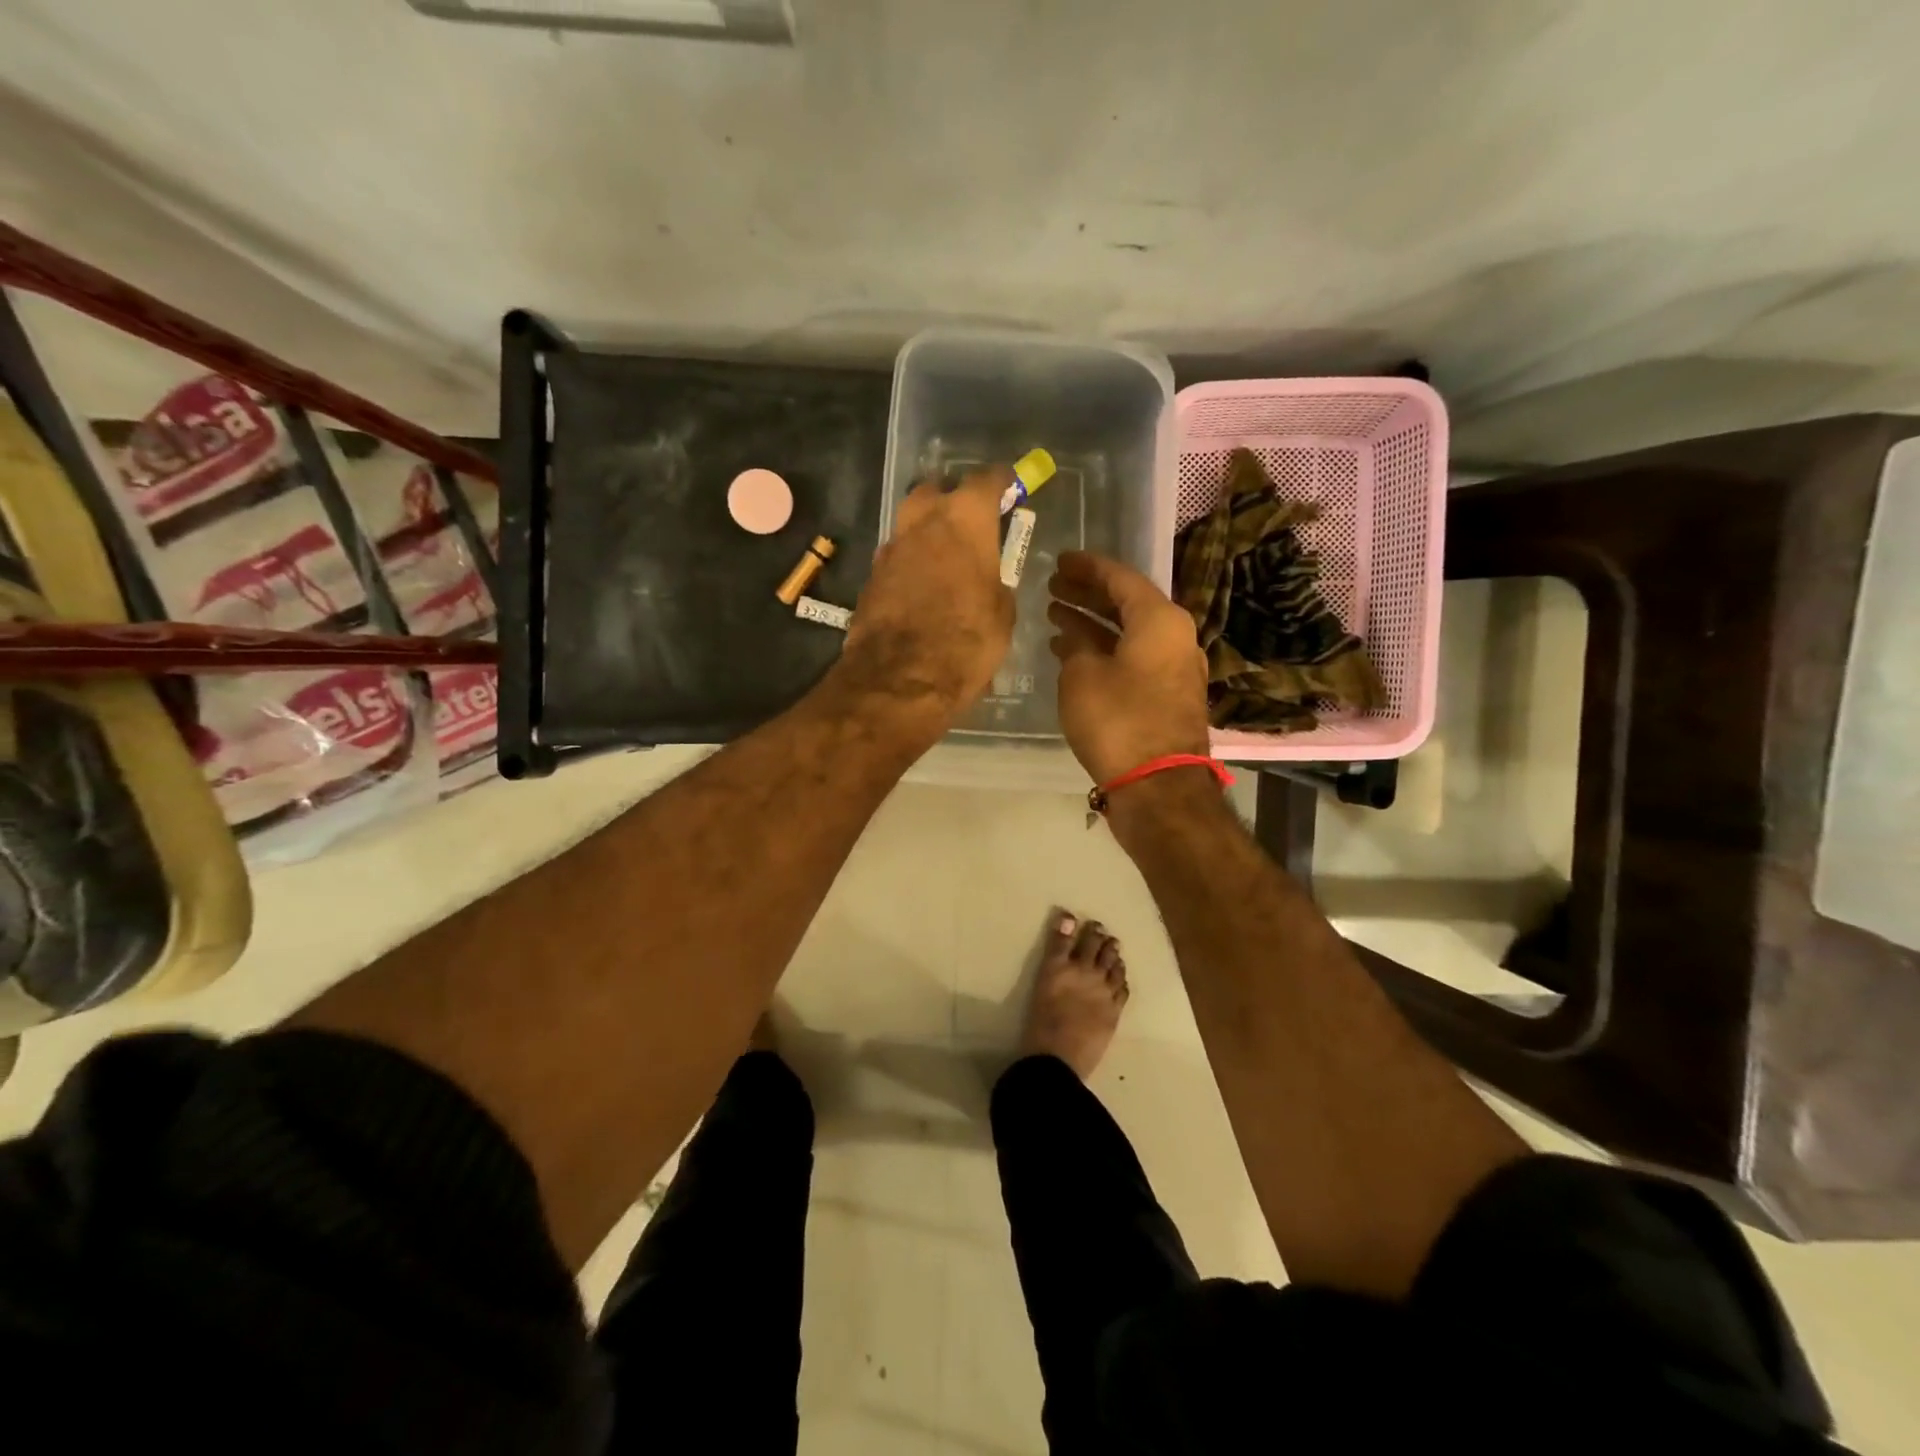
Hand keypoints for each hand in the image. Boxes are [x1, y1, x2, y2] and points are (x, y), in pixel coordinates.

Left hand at [837, 467, 1014, 729]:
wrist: (899, 681)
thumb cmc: (966, 643)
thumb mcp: (1002, 614)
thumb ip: (997, 581)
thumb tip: (989, 578)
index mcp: (963, 520)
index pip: (986, 480)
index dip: (1002, 483)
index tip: (1012, 489)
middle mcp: (922, 522)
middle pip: (936, 492)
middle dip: (954, 500)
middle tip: (972, 524)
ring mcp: (890, 548)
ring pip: (911, 523)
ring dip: (929, 533)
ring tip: (947, 560)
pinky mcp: (871, 577)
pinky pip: (898, 557)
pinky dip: (912, 563)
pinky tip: (923, 589)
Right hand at [1048, 551, 1210, 783]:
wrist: (1158, 785)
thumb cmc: (1118, 720)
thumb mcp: (1082, 675)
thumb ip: (1076, 645)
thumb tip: (1075, 637)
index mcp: (1160, 620)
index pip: (1120, 578)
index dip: (1087, 568)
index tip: (1060, 561)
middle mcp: (1175, 637)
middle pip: (1127, 604)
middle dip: (1088, 594)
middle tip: (1053, 587)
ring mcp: (1175, 668)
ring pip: (1129, 633)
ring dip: (1093, 624)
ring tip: (1055, 617)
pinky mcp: (1168, 696)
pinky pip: (1133, 658)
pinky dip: (1105, 651)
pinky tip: (1074, 654)